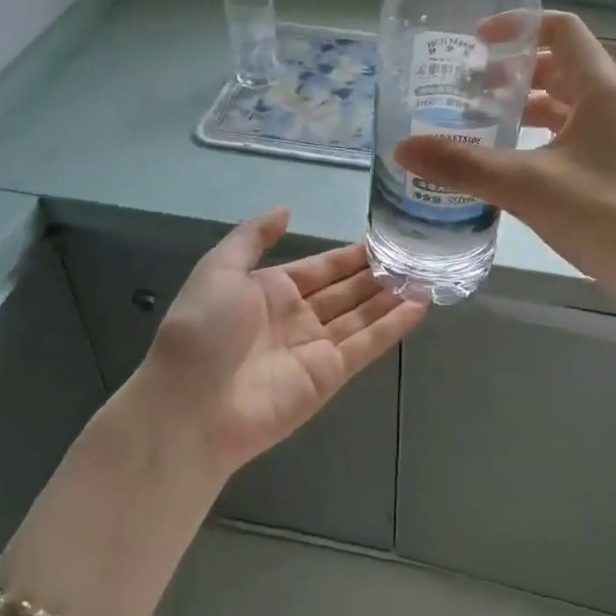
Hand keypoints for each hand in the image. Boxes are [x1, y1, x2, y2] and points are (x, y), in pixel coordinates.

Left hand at [134, 209, 426, 475]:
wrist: (190, 406)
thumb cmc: (203, 330)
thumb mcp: (219, 269)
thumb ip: (253, 237)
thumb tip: (285, 209)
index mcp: (269, 290)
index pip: (321, 268)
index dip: (350, 255)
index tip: (383, 240)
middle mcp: (296, 317)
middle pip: (346, 291)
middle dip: (377, 274)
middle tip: (414, 255)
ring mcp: (314, 348)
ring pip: (362, 316)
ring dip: (391, 296)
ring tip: (425, 274)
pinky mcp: (330, 376)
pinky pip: (367, 345)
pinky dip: (393, 326)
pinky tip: (419, 304)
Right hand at [395, 11, 615, 305]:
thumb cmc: (607, 216)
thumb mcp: (529, 186)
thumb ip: (465, 165)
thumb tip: (402, 148)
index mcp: (600, 90)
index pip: (562, 30)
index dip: (519, 26)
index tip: (477, 43)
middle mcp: (609, 105)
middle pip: (557, 65)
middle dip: (511, 70)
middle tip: (465, 87)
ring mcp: (611, 138)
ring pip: (560, 103)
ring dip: (520, 105)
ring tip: (475, 121)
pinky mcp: (607, 168)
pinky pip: (564, 135)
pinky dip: (533, 136)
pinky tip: (503, 161)